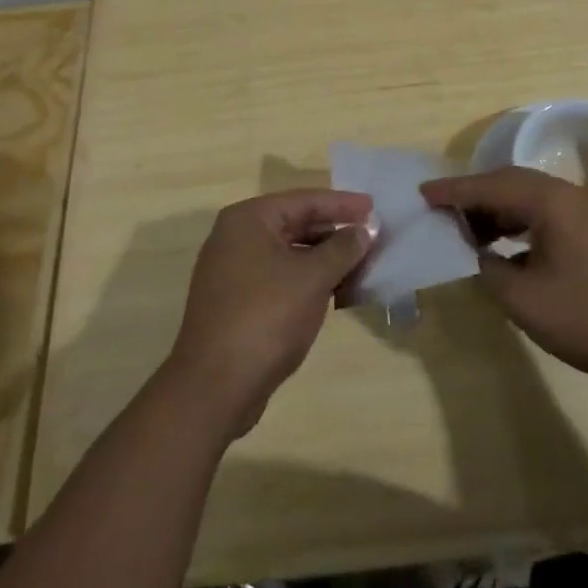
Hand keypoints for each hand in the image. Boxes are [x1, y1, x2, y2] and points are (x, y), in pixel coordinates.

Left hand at [166, 189, 375, 439]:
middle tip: (372, 237)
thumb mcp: (313, 278)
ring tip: (361, 266)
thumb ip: (342, 248)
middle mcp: (235, 237)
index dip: (342, 204)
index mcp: (248, 219)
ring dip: (324, 260)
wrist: (214, 387)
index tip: (373, 206)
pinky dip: (307, 281)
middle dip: (334, 232)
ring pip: (288, 254)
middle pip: (295, 224)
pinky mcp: (236, 302)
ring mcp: (232, 271)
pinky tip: (336, 293)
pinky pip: (279, 278)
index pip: (304, 200)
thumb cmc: (266, 317)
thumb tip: (364, 230)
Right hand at [422, 166, 587, 390]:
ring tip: (466, 232)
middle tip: (439, 212)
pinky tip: (505, 246)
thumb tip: (478, 255)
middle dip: (472, 196)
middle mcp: (565, 194)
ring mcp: (583, 211)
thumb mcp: (528, 301)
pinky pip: (543, 212)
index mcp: (548, 201)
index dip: (452, 191)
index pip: (489, 186)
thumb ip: (491, 272)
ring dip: (495, 210)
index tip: (421, 193)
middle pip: (507, 183)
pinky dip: (517, 222)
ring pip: (526, 197)